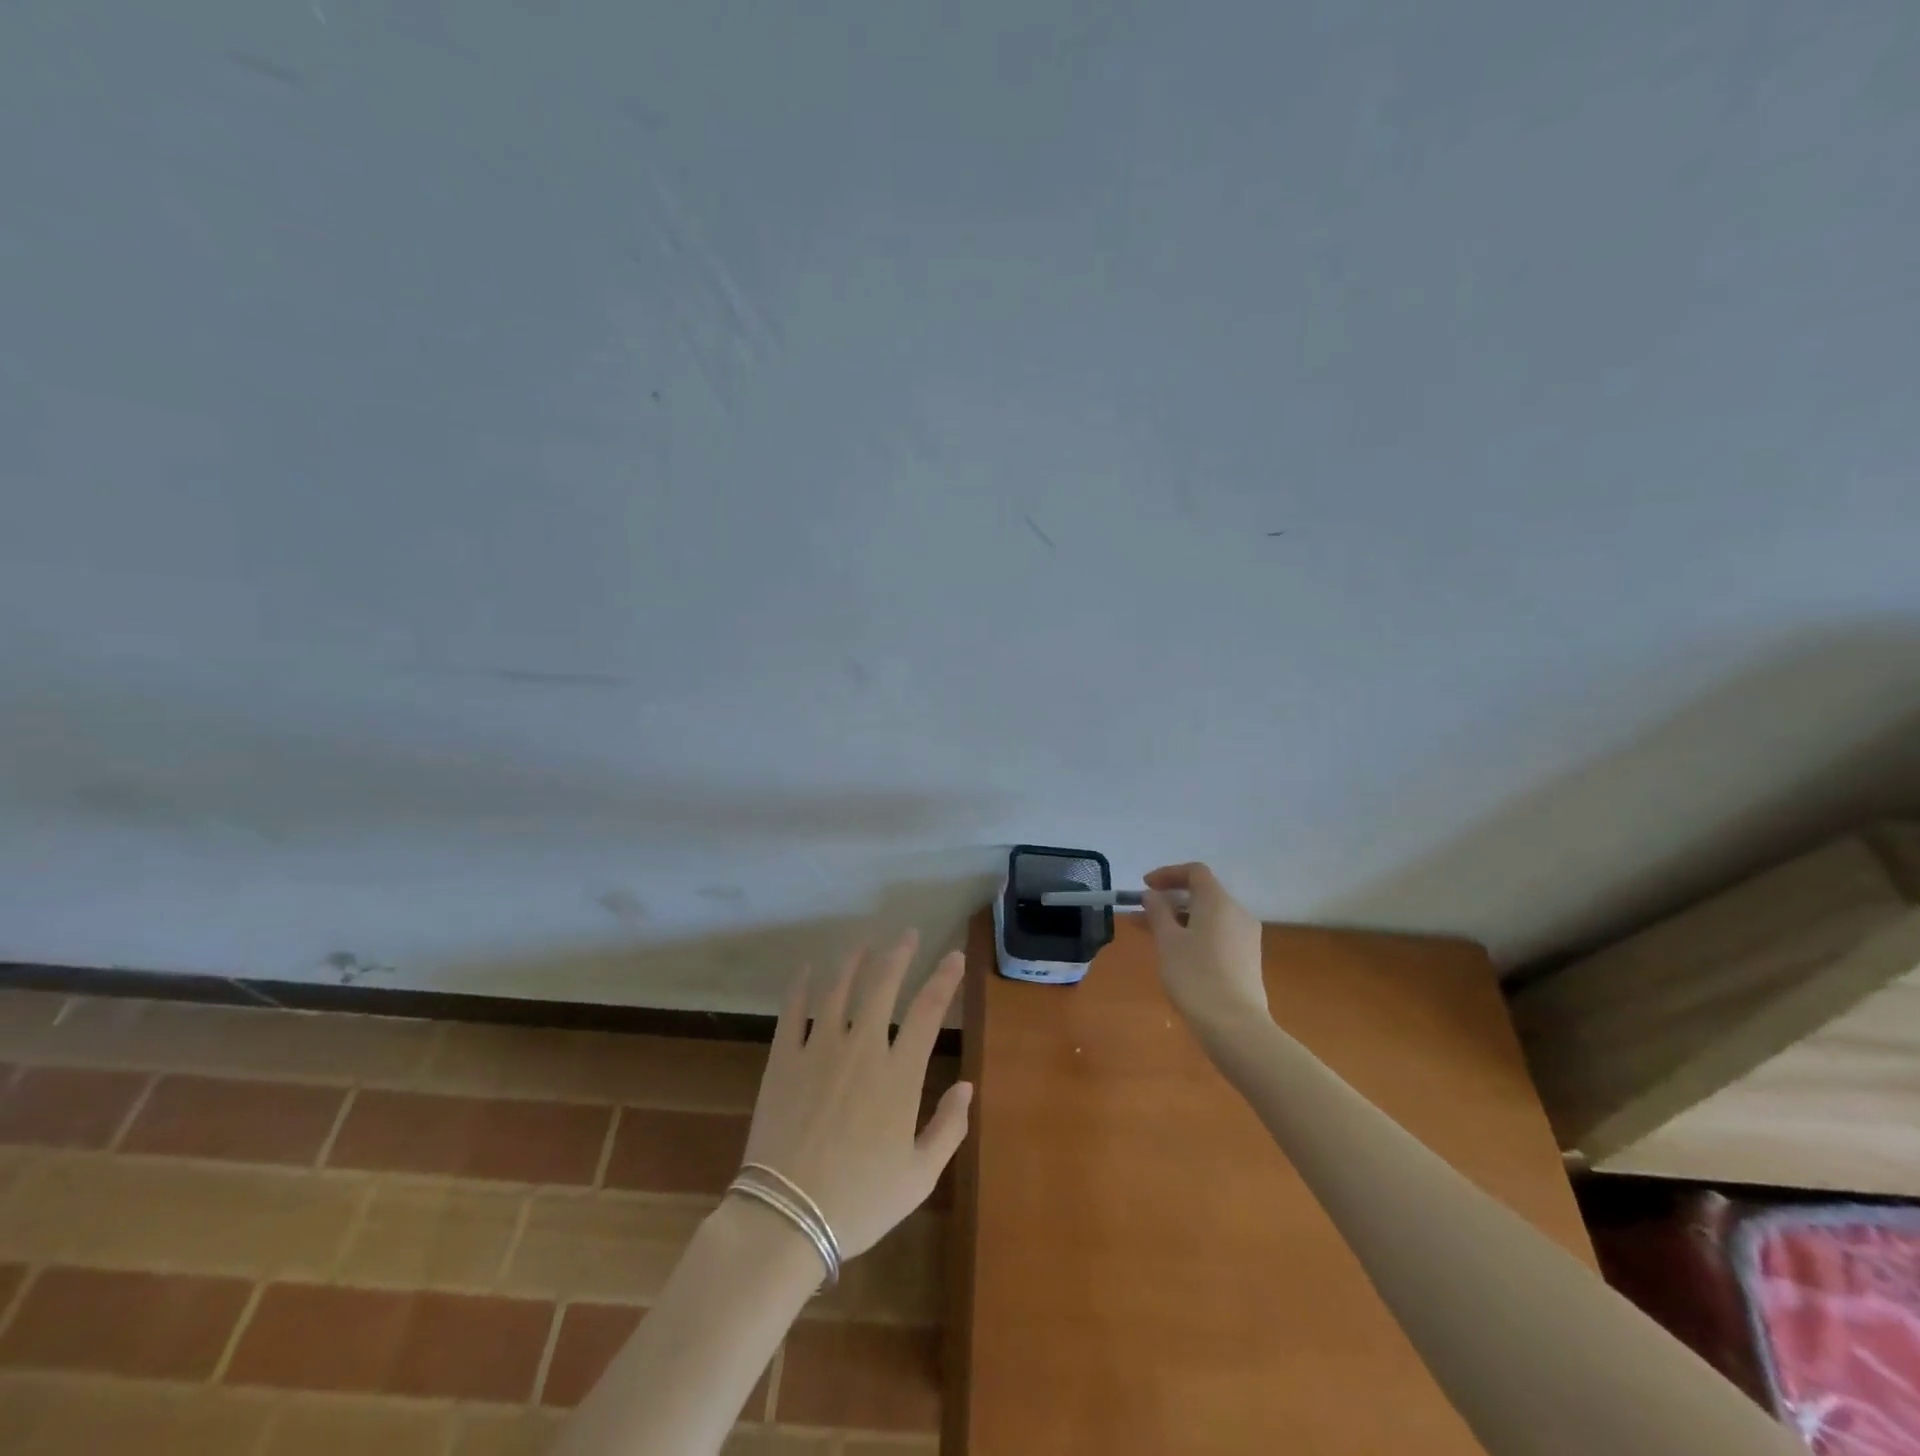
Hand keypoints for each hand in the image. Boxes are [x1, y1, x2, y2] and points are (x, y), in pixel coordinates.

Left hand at [740, 932, 971, 1260]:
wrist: (786, 1219)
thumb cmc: (860, 1202)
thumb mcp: (919, 1176)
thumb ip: (948, 1127)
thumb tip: (967, 1086)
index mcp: (898, 1074)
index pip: (928, 1011)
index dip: (944, 978)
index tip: (953, 956)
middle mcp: (861, 1049)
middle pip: (882, 985)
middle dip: (898, 954)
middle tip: (907, 934)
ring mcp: (818, 1049)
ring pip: (838, 989)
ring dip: (854, 962)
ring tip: (863, 945)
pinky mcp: (783, 1059)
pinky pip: (792, 1011)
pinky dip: (801, 986)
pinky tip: (807, 970)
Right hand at [1141, 862, 1268, 1026]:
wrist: (1235, 1026)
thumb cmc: (1195, 976)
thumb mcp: (1167, 941)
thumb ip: (1157, 912)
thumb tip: (1152, 895)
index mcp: (1218, 902)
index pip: (1195, 872)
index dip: (1168, 874)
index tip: (1145, 887)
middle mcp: (1237, 913)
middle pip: (1202, 894)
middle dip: (1170, 901)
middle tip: (1142, 915)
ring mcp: (1246, 937)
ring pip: (1209, 917)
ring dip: (1180, 919)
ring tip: (1153, 937)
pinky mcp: (1248, 959)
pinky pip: (1218, 934)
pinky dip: (1195, 934)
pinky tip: (1178, 955)